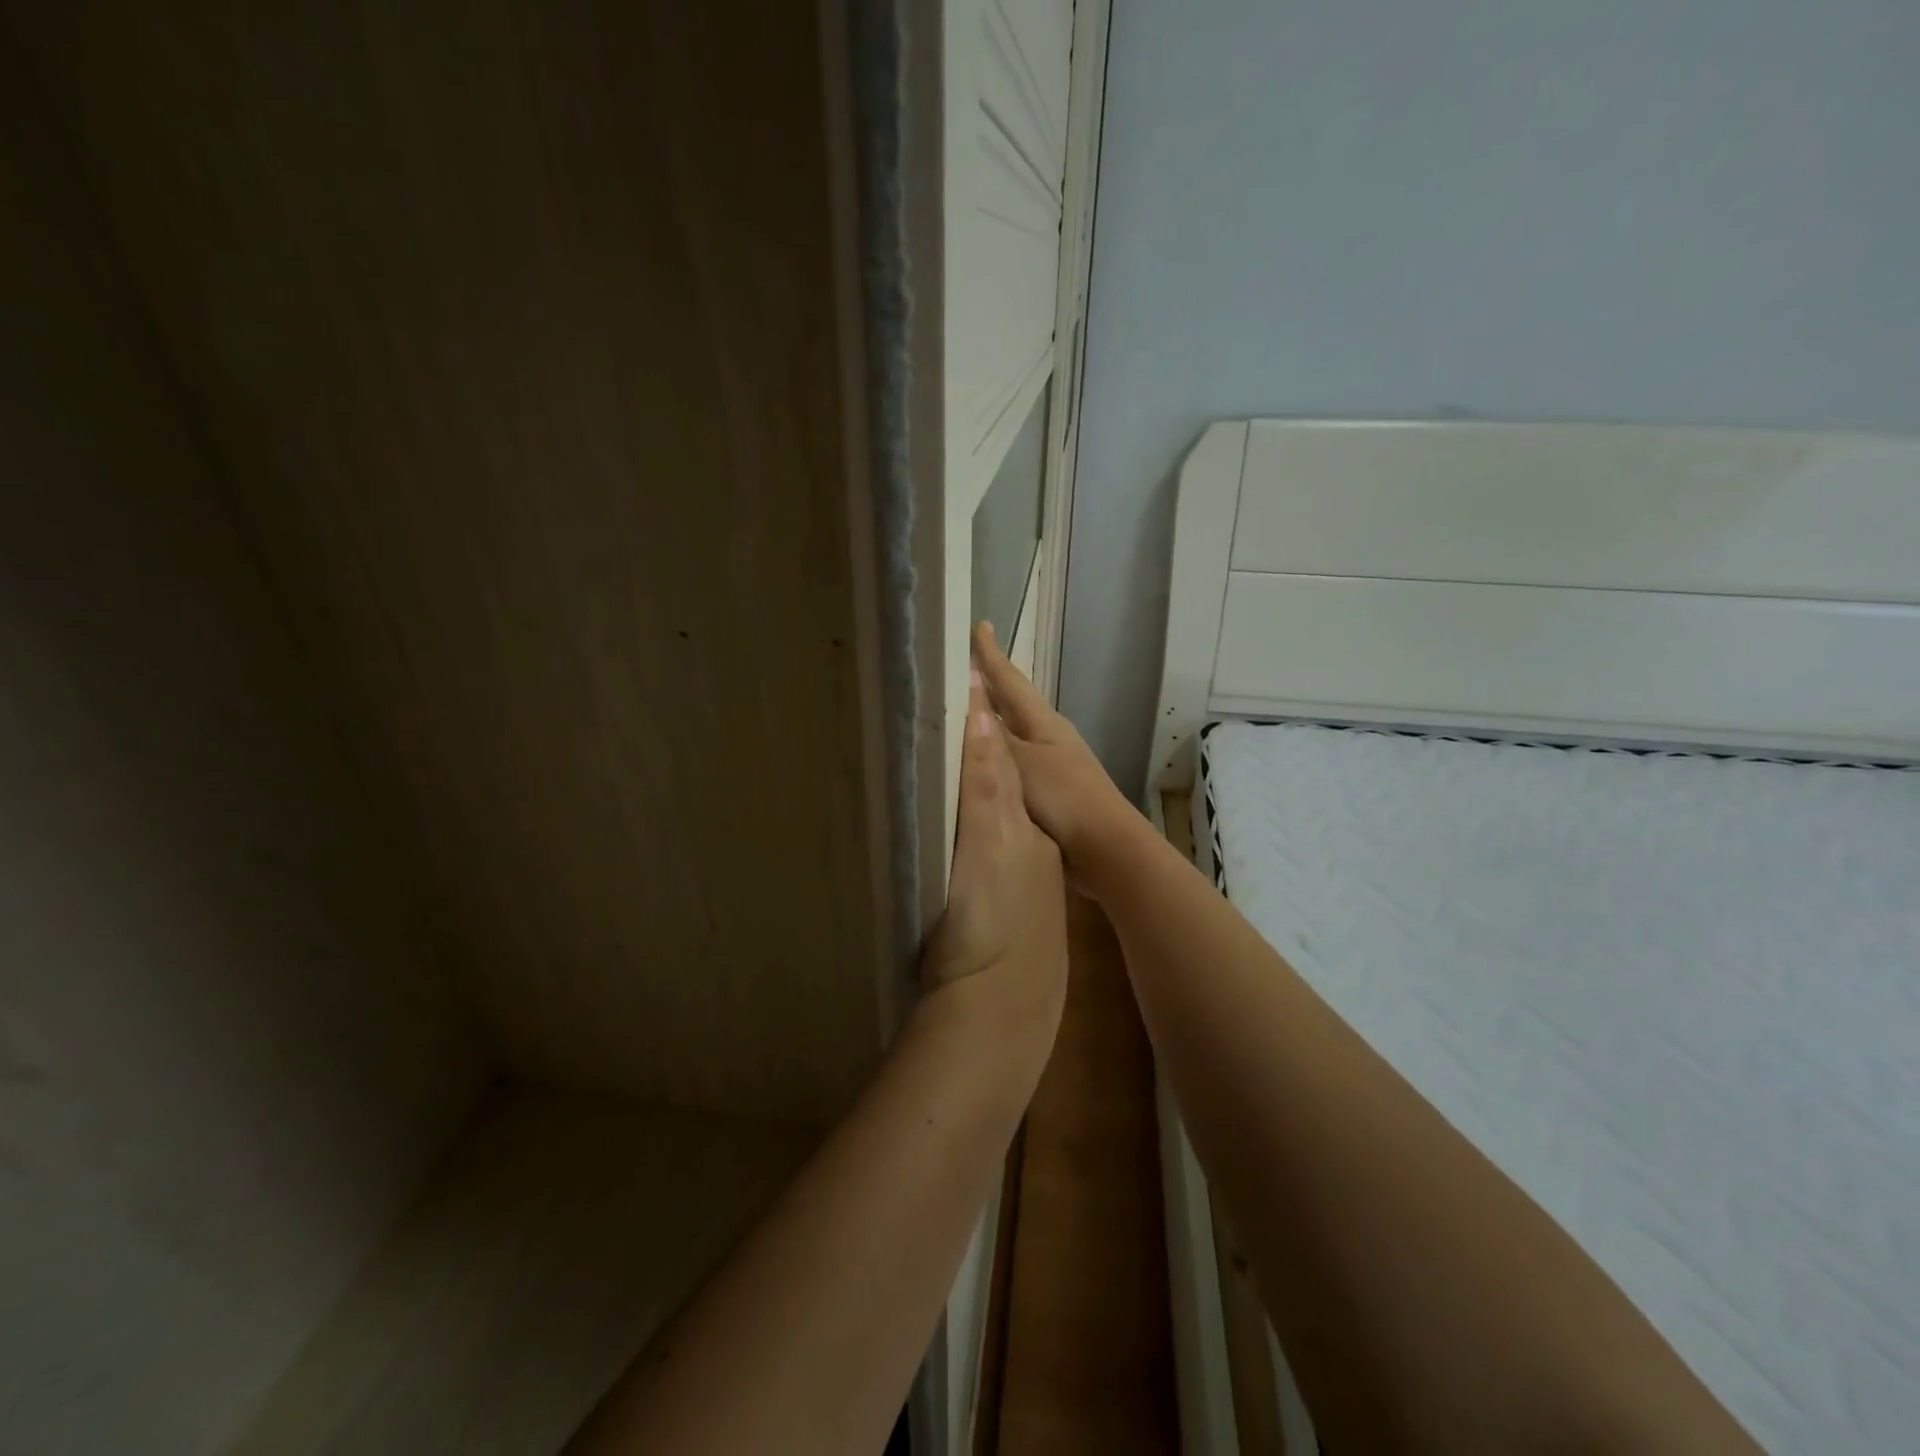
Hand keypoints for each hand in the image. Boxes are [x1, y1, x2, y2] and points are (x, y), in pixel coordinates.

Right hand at [970, 622, 1138, 870]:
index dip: (992, 655)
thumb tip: (968, 700)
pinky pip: (1008, 768)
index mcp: (1043, 723)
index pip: (1010, 680)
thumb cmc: (1065, 798)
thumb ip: (993, 737)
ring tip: (958, 715)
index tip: (980, 626)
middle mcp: (1046, 738)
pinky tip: (974, 767)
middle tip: (958, 670)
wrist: (1104, 850)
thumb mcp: (1023, 763)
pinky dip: (990, 760)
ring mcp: (1047, 768)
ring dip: (987, 725)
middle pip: (1011, 706)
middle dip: (987, 688)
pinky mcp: (1043, 797)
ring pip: (1009, 737)